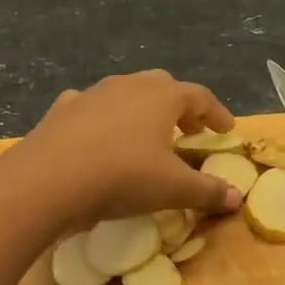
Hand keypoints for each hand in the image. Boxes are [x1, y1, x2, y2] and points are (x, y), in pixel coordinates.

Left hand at [15, 71, 243, 227]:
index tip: (225, 130)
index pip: (200, 97)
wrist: (47, 180)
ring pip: (125, 92)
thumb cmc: (122, 177)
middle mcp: (129, 86)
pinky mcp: (62, 109)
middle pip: (163, 86)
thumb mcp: (172, 189)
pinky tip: (100, 136)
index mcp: (162, 97)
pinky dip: (104, 117)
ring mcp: (92, 94)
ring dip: (141, 109)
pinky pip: (91, 106)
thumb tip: (236, 198)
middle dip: (180, 105)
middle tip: (189, 129)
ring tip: (146, 133)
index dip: (216, 113)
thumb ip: (207, 191)